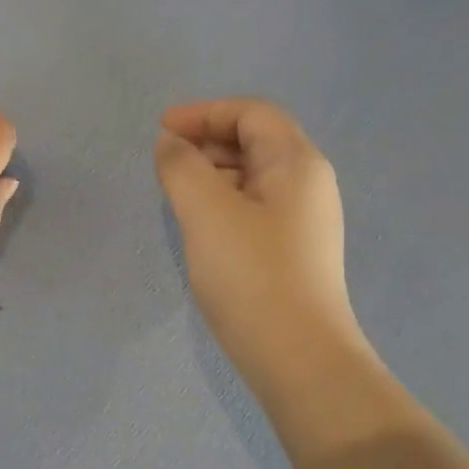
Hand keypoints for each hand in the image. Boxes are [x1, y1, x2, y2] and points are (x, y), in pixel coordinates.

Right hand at [154, 98, 367, 397]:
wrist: (297, 356)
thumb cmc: (251, 273)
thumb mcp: (206, 210)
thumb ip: (181, 166)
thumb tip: (171, 144)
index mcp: (297, 162)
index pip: (251, 112)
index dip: (204, 112)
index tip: (161, 129)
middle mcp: (308, 184)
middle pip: (255, 141)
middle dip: (206, 141)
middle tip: (164, 162)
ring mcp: (303, 221)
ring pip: (253, 176)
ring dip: (212, 173)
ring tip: (175, 192)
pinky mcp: (292, 252)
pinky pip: (253, 207)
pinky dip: (222, 201)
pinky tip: (199, 224)